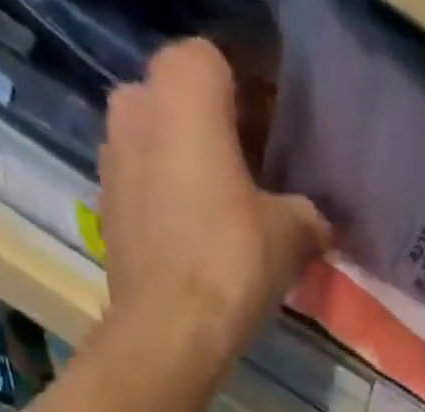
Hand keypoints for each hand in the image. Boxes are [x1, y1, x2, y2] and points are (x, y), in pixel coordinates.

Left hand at [97, 39, 331, 355]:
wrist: (169, 332)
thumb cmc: (232, 263)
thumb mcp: (291, 236)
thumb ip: (307, 215)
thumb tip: (319, 223)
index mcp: (185, 86)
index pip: (223, 66)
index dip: (254, 104)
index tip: (277, 146)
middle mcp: (137, 104)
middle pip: (186, 106)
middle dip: (217, 137)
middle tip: (256, 183)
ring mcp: (112, 157)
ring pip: (162, 149)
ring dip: (190, 173)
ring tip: (228, 220)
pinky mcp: (106, 210)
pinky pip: (146, 192)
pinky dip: (169, 208)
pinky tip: (199, 246)